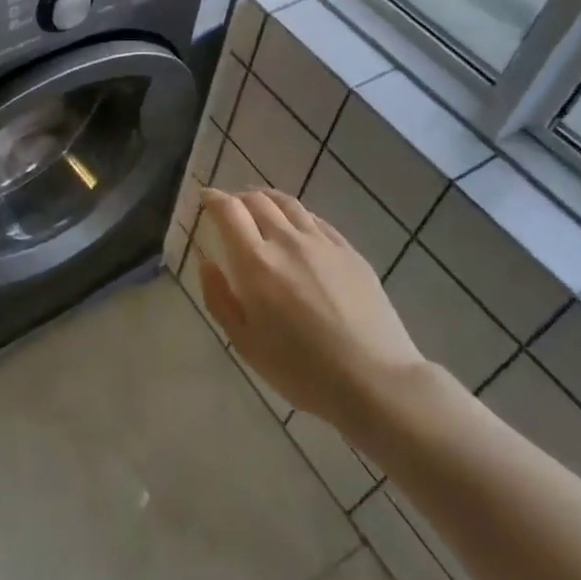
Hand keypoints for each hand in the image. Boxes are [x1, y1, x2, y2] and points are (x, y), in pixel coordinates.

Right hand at [196, 187, 425, 439]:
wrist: (375, 381)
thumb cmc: (301, 370)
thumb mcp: (245, 343)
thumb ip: (219, 297)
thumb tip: (207, 262)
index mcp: (257, 262)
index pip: (228, 211)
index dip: (212, 198)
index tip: (205, 199)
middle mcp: (287, 241)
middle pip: (257, 200)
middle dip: (237, 198)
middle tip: (230, 209)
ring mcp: (323, 243)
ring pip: (288, 204)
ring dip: (267, 199)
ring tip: (260, 207)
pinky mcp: (350, 252)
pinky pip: (316, 220)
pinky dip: (297, 216)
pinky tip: (296, 227)